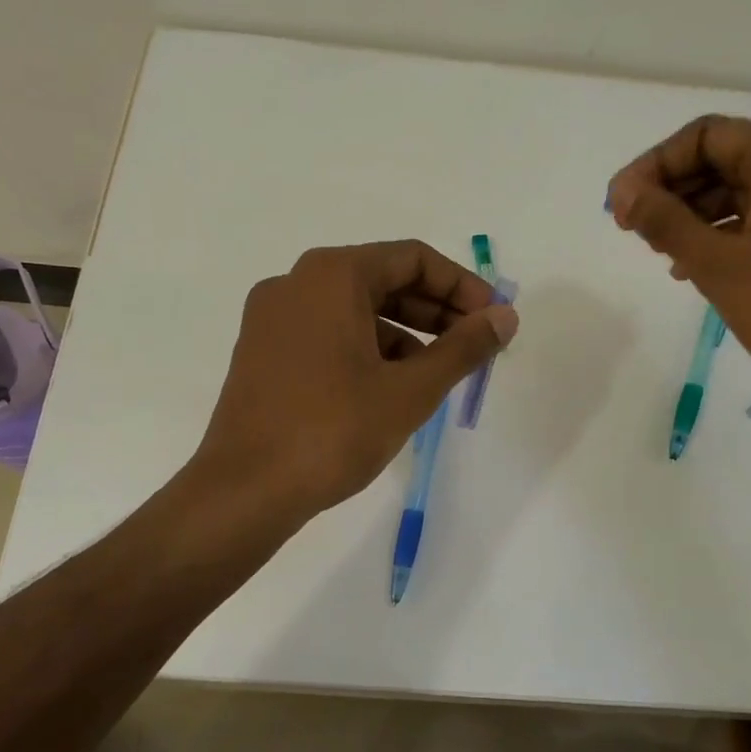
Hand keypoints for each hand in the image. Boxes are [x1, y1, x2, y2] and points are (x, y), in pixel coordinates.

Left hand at [193, 240, 518, 518]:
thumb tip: (506, 317)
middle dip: (436, 312)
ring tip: (437, 375)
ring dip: (405, 334)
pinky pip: (328, 335)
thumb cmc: (333, 432)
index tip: (493, 321)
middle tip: (474, 347)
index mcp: (331, 275)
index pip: (413, 259)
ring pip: (355, 311)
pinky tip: (390, 390)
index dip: (462, 287)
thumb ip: (464, 348)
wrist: (244, 491)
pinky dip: (367, 351)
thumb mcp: (410, 390)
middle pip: (383, 280)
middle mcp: (296, 283)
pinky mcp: (262, 353)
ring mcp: (272, 319)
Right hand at [606, 115, 750, 415]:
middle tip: (633, 229)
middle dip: (673, 190)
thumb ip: (666, 222)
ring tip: (659, 252)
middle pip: (726, 158)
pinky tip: (697, 267)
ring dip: (695, 215)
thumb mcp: (719, 265)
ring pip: (744, 190)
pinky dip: (727, 233)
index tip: (620, 206)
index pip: (706, 136)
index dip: (654, 165)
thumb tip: (624, 194)